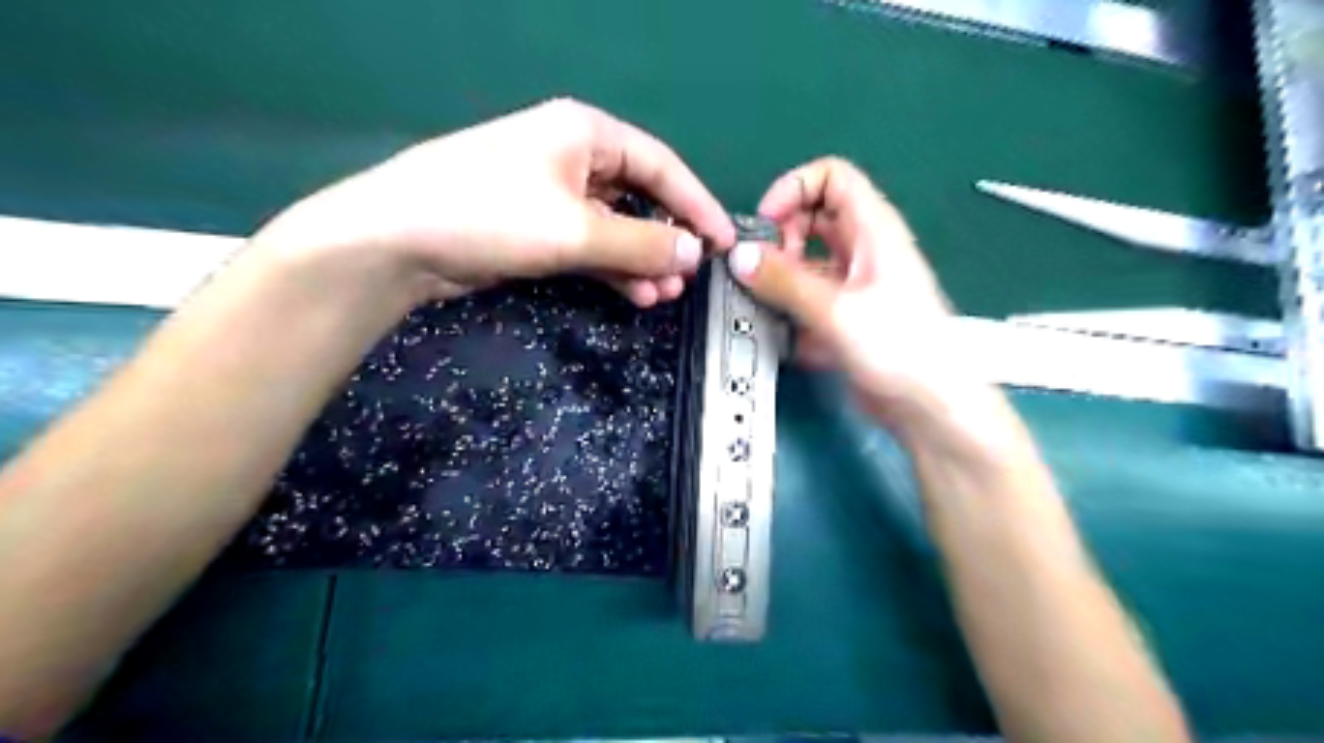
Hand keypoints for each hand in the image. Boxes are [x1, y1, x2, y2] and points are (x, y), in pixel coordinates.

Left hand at [252, 98, 739, 306]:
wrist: (398, 242)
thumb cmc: (491, 215)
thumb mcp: (576, 229)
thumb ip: (642, 242)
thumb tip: (695, 253)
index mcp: (586, 133)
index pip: (662, 166)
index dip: (698, 205)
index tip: (725, 243)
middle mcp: (574, 157)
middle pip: (640, 198)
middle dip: (667, 240)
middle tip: (689, 278)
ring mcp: (554, 194)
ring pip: (616, 228)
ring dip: (641, 261)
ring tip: (663, 295)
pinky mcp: (537, 228)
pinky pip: (591, 246)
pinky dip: (613, 269)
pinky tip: (634, 294)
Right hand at [729, 153, 999, 437]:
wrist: (929, 407)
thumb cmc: (899, 347)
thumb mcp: (837, 310)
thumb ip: (784, 282)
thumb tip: (739, 256)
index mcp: (873, 230)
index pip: (832, 178)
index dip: (794, 189)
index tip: (765, 224)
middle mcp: (862, 250)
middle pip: (812, 218)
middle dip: (780, 236)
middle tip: (759, 268)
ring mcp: (853, 285)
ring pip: (806, 261)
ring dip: (779, 276)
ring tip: (761, 302)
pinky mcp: (844, 318)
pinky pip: (807, 299)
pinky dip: (790, 309)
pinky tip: (782, 334)